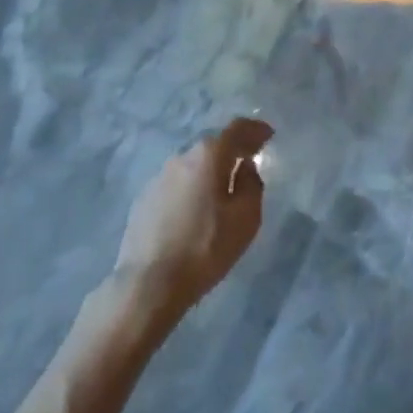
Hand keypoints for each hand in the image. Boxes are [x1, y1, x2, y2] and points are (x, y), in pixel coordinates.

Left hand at [114, 117, 272, 318]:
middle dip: (232, 150)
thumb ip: (252, 184)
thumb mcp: (245, 219)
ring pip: (193, 165)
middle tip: (248, 161)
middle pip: (213, 144)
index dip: (255, 130)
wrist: (148, 284)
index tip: (268, 135)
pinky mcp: (144, 198)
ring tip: (221, 189)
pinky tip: (194, 210)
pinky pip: (176, 184)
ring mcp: (159, 176)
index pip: (237, 129)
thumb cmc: (204, 249)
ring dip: (209, 170)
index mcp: (209, 155)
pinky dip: (190, 188)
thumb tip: (245, 167)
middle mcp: (182, 156)